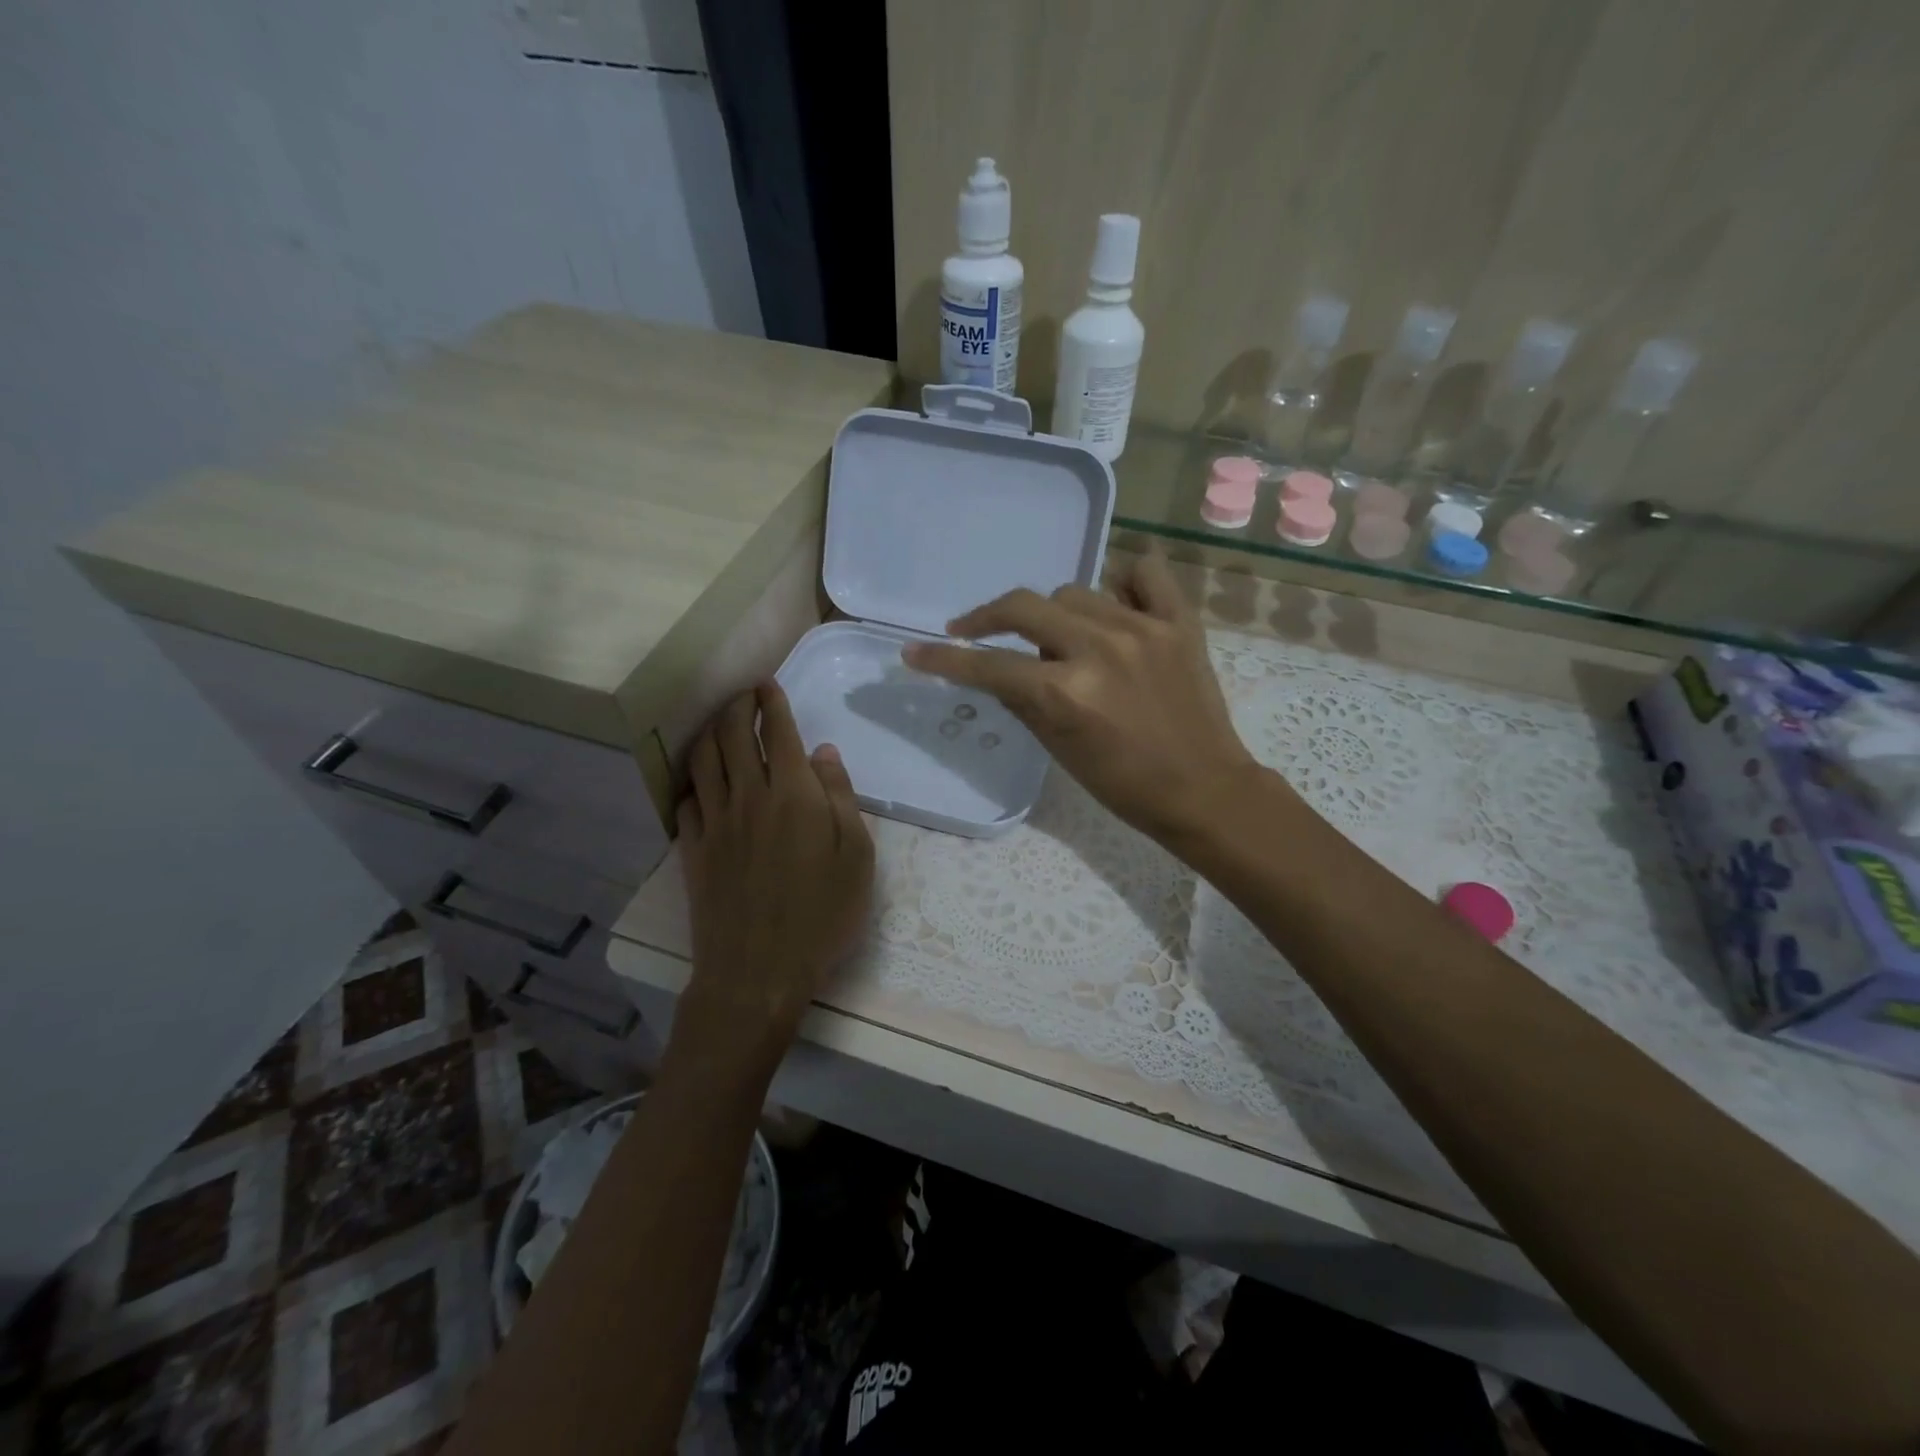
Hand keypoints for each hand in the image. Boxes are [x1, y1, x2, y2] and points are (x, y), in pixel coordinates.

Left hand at [675, 683, 873, 1055]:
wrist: (760, 970)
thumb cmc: (823, 914)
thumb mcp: (857, 856)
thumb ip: (841, 798)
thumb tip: (823, 754)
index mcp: (792, 793)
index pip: (776, 731)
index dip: (771, 702)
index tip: (768, 684)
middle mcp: (747, 796)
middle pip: (731, 735)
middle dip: (737, 706)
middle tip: (745, 695)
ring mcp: (714, 823)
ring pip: (702, 761)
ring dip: (710, 733)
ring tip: (719, 726)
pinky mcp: (693, 850)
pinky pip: (686, 801)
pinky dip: (693, 782)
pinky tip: (702, 784)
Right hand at [902, 549, 1262, 845]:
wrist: (1203, 789)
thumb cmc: (1124, 784)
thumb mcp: (1059, 748)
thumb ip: (1020, 699)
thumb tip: (991, 668)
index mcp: (1066, 693)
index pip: (989, 665)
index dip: (945, 659)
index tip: (915, 651)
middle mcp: (1100, 649)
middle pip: (1022, 607)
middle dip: (987, 618)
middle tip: (973, 631)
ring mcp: (1143, 628)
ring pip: (1073, 591)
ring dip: (1053, 615)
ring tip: (1061, 640)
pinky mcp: (1180, 622)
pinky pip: (1144, 572)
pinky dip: (1122, 583)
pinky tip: (1115, 605)